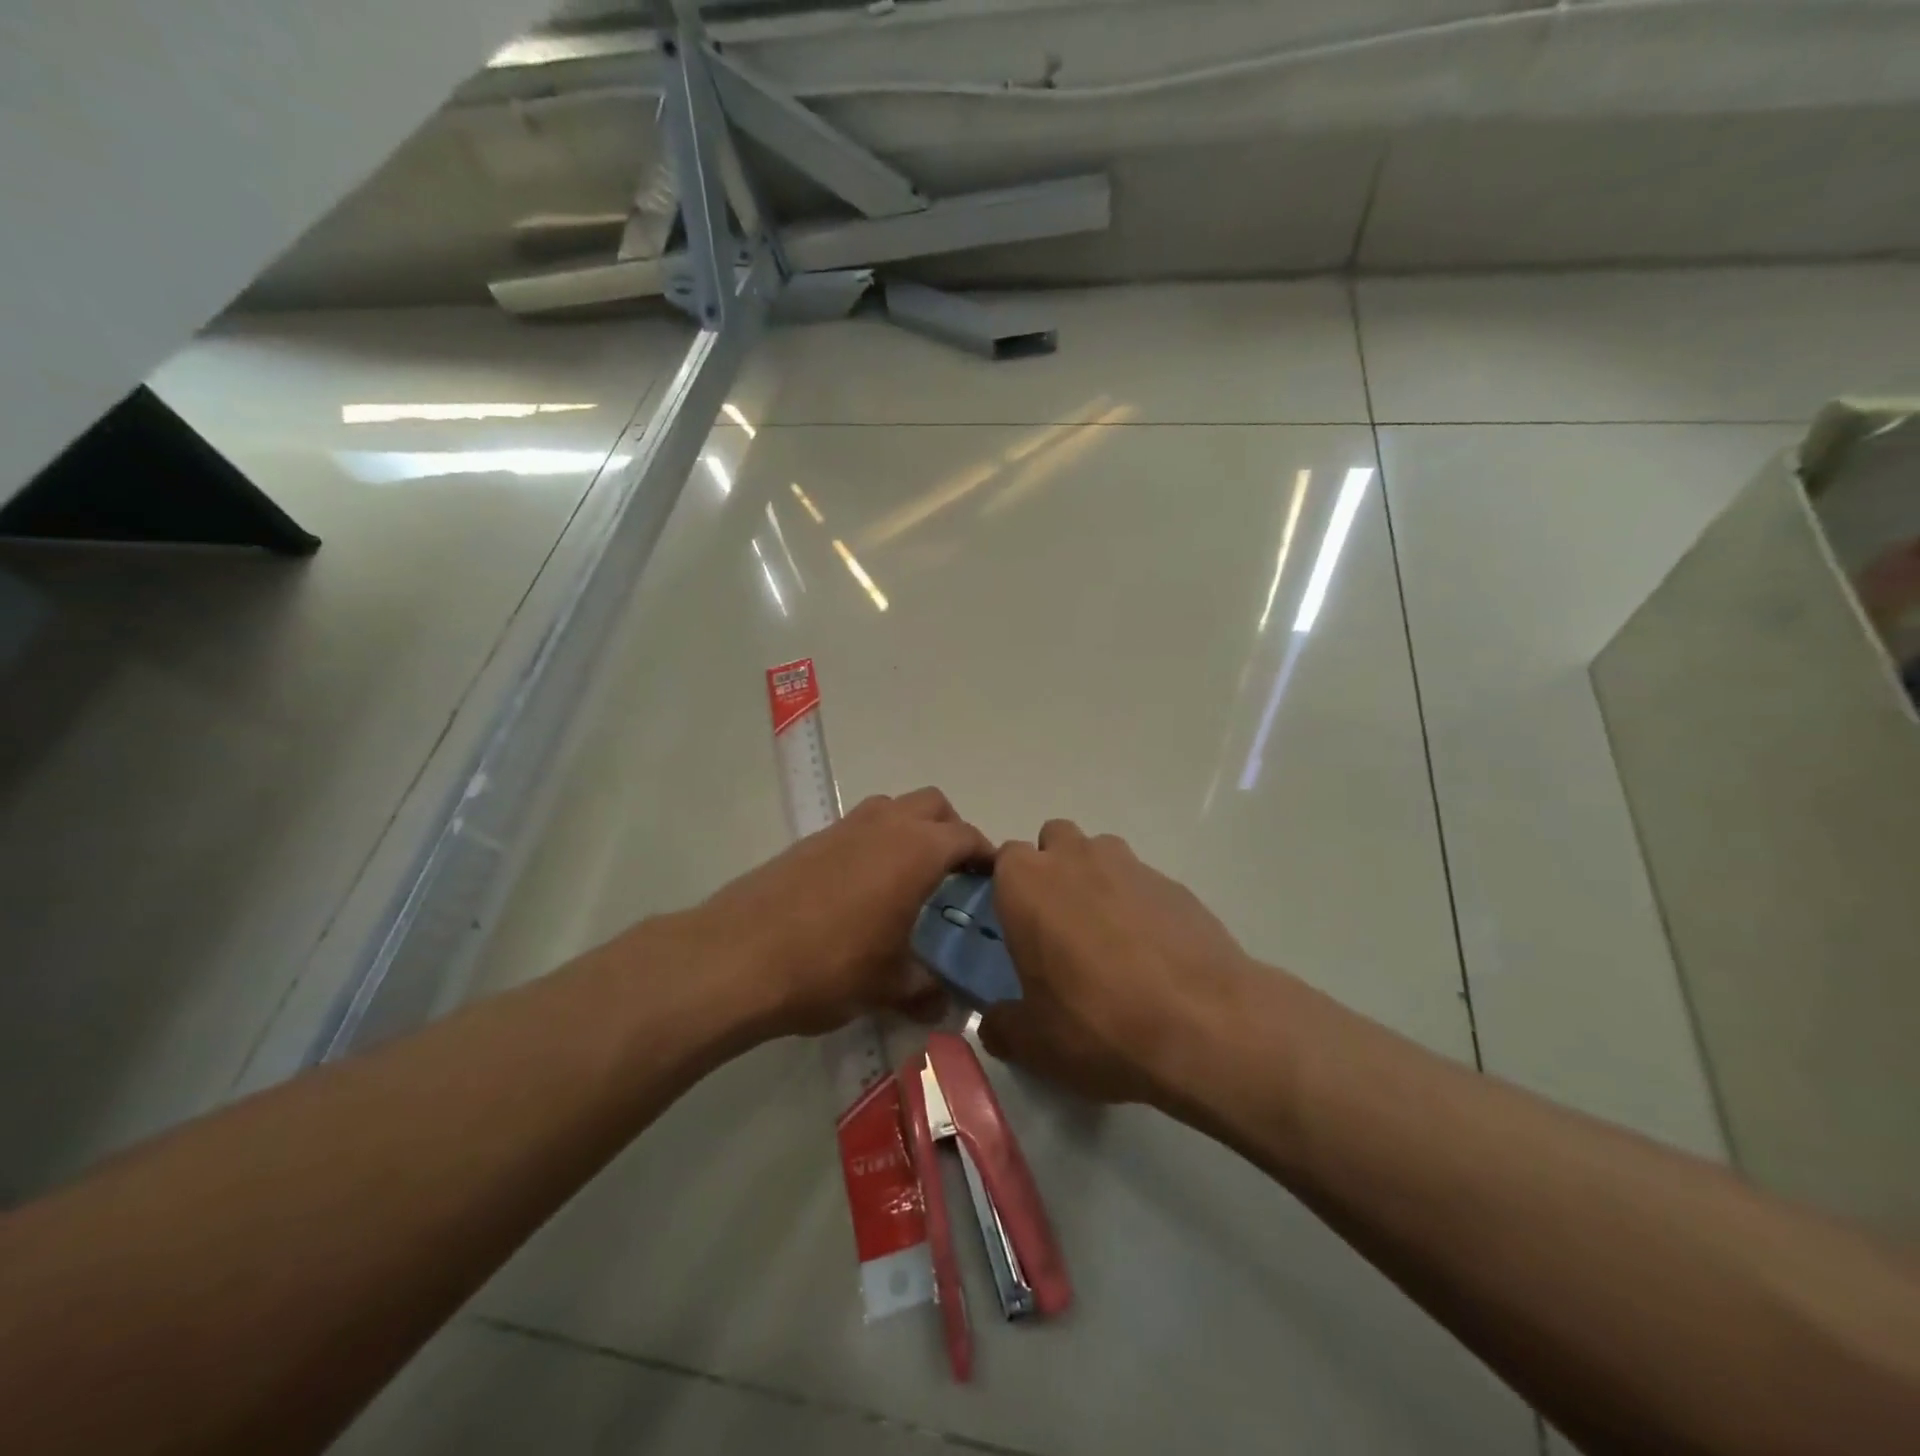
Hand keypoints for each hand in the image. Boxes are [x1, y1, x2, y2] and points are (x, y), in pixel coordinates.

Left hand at [687, 787, 992, 1038]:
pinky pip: (858, 827)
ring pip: (893, 808)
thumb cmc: (830, 966)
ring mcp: (844, 827)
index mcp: (916, 850)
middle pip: (933, 804)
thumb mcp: (888, 985)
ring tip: (908, 878)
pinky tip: (863, 890)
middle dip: (950, 830)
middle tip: (952, 874)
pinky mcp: (811, 840)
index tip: (993, 880)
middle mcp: (885, 825)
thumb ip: (925, 990)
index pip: (967, 836)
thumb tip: (944, 1002)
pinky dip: (874, 843)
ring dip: (910, 830)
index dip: (986, 855)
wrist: (738, 957)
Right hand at [980, 820, 1251, 1105]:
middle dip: (1052, 870)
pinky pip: (1142, 883)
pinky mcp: (1174, 883)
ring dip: (1095, 881)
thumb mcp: (1035, 1043)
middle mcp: (1075, 858)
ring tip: (1109, 940)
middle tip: (1059, 927)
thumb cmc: (1098, 1023)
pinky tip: (1152, 955)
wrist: (1205, 1024)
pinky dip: (1139, 905)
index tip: (1016, 928)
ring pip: (1100, 854)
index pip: (1003, 860)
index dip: (1008, 890)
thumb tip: (994, 1024)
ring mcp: (1129, 864)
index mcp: (1026, 883)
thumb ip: (1002, 1026)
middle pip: (1053, 840)